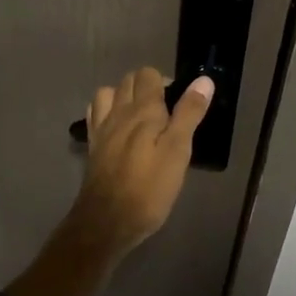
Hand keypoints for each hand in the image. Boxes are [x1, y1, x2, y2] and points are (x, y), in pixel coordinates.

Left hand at [68, 66, 214, 258]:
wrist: (107, 220)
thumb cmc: (149, 188)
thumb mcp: (178, 151)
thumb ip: (189, 114)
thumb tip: (203, 80)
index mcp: (142, 110)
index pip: (149, 75)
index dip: (165, 82)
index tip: (179, 104)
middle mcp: (118, 112)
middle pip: (128, 80)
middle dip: (147, 86)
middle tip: (166, 112)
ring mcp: (101, 128)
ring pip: (107, 94)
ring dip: (123, 96)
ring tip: (140, 116)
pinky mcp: (92, 146)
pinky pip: (96, 114)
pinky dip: (106, 111)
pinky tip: (117, 128)